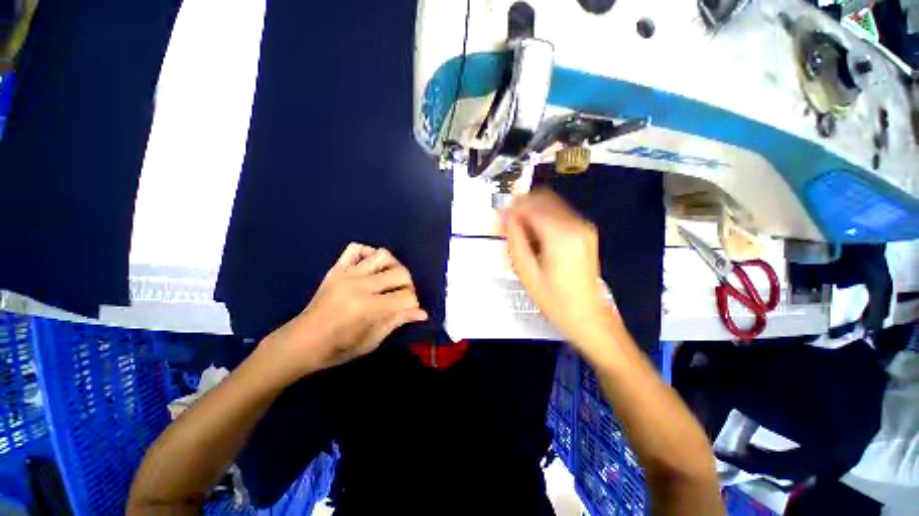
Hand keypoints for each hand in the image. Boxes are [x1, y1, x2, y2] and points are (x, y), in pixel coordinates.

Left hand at [258, 243, 427, 381]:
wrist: (300, 342)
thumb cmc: (337, 349)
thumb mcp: (372, 340)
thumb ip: (397, 321)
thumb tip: (422, 313)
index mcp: (368, 308)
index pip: (406, 297)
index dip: (413, 304)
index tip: (408, 311)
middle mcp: (359, 285)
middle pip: (400, 273)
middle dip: (408, 285)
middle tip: (401, 296)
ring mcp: (346, 274)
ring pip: (382, 255)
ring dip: (393, 266)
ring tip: (389, 280)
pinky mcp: (336, 269)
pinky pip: (355, 248)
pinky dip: (368, 253)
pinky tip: (371, 267)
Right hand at [502, 190, 614, 346]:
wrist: (587, 315)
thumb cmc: (554, 299)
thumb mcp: (526, 272)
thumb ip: (515, 240)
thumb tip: (507, 218)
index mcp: (561, 235)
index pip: (531, 206)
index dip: (511, 209)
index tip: (499, 218)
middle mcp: (576, 224)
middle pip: (542, 198)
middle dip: (521, 207)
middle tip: (506, 224)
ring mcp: (584, 226)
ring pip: (550, 204)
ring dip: (531, 212)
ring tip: (518, 233)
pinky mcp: (585, 232)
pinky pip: (558, 214)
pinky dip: (542, 218)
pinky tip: (533, 237)